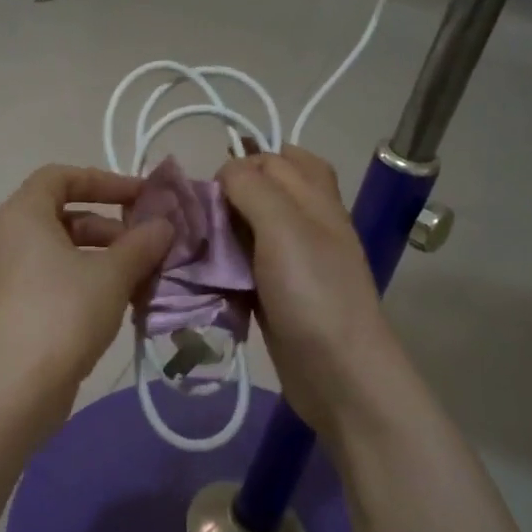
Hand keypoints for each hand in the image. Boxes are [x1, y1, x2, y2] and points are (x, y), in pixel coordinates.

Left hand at [0, 165, 174, 395]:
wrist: (10, 387)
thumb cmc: (62, 312)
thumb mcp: (111, 274)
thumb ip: (141, 244)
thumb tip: (163, 225)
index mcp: (21, 215)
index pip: (59, 177)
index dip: (103, 181)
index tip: (140, 198)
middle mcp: (1, 239)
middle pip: (59, 217)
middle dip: (107, 229)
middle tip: (144, 249)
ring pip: (54, 255)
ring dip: (97, 261)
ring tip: (136, 283)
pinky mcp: (1, 313)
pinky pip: (44, 283)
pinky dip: (77, 286)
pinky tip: (109, 310)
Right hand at [216, 147, 402, 437]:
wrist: (338, 372)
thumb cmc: (312, 291)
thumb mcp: (284, 226)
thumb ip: (253, 189)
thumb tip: (227, 169)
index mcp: (315, 198)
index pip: (277, 159)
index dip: (243, 165)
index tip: (212, 192)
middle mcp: (306, 224)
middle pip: (262, 194)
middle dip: (227, 198)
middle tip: (199, 219)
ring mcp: (292, 262)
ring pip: (249, 232)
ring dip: (221, 235)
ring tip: (193, 247)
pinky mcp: (276, 294)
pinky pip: (244, 268)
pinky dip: (224, 268)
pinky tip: (204, 277)